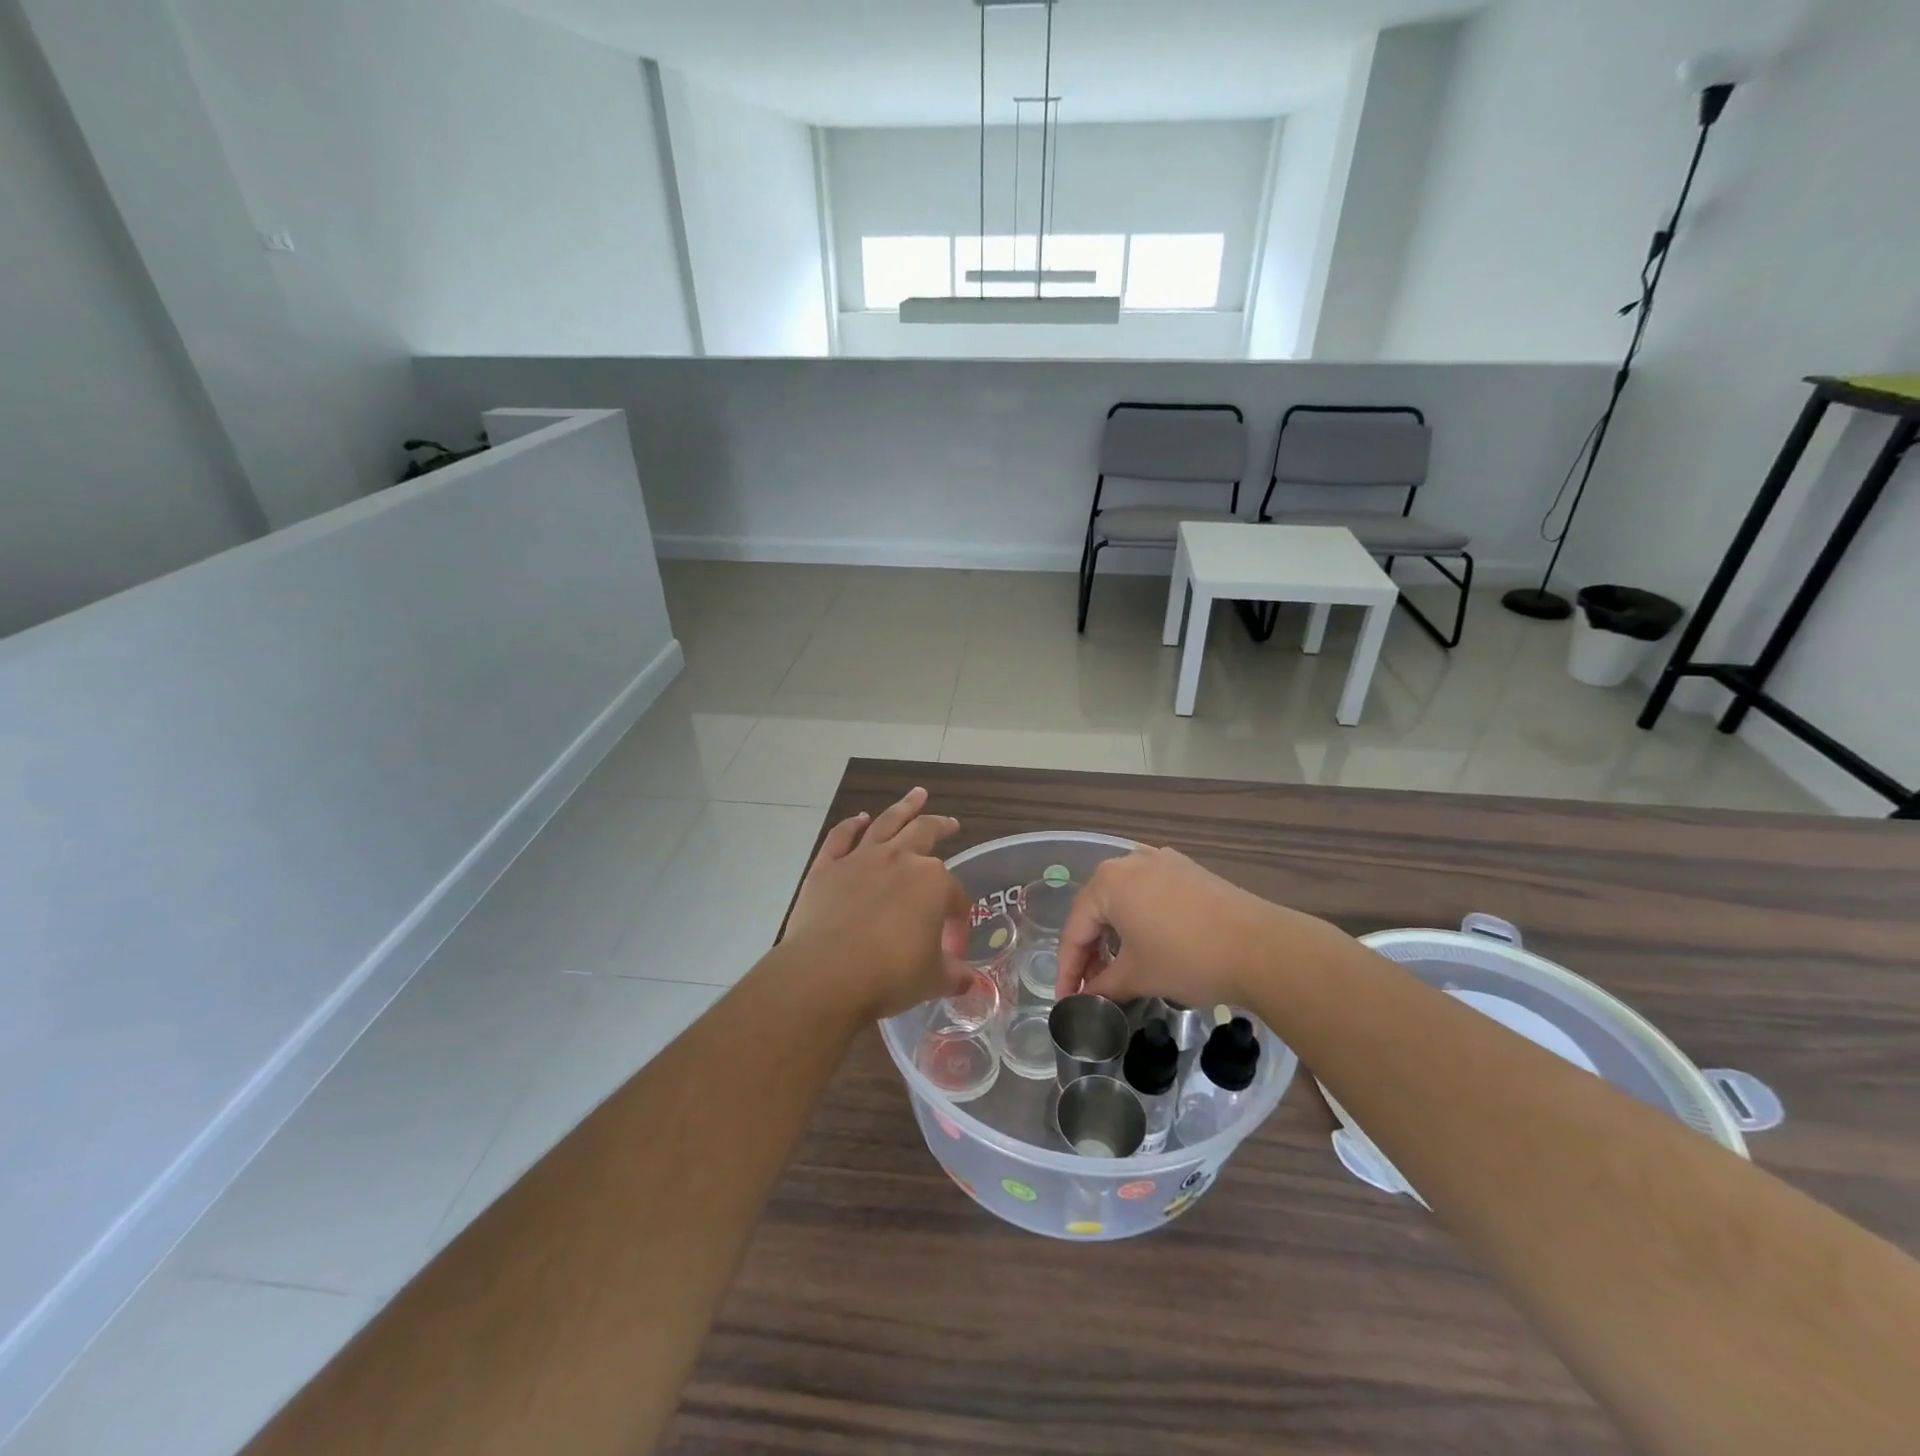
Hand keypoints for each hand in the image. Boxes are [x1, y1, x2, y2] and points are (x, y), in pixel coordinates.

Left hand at [784, 787, 972, 1018]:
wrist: (826, 974)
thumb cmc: (889, 975)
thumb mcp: (932, 979)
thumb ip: (954, 974)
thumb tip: (970, 982)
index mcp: (933, 882)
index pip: (955, 896)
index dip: (958, 921)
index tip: (953, 948)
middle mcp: (900, 860)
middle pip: (926, 833)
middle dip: (942, 827)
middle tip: (951, 823)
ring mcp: (861, 859)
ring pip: (887, 823)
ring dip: (904, 807)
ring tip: (917, 794)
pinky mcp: (827, 867)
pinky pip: (841, 837)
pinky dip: (851, 825)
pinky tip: (859, 818)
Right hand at [1054, 847, 1326, 1007]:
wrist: (1262, 947)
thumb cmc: (1187, 958)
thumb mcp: (1138, 976)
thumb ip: (1103, 986)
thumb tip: (1086, 998)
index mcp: (1108, 882)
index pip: (1075, 929)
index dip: (1068, 969)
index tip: (1067, 1000)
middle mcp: (1130, 861)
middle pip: (1097, 909)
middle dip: (1091, 949)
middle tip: (1091, 986)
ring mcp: (1163, 861)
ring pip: (1125, 899)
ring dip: (1116, 934)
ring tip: (1118, 967)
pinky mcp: (1190, 870)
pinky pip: (1151, 893)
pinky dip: (1142, 919)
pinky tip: (1149, 942)